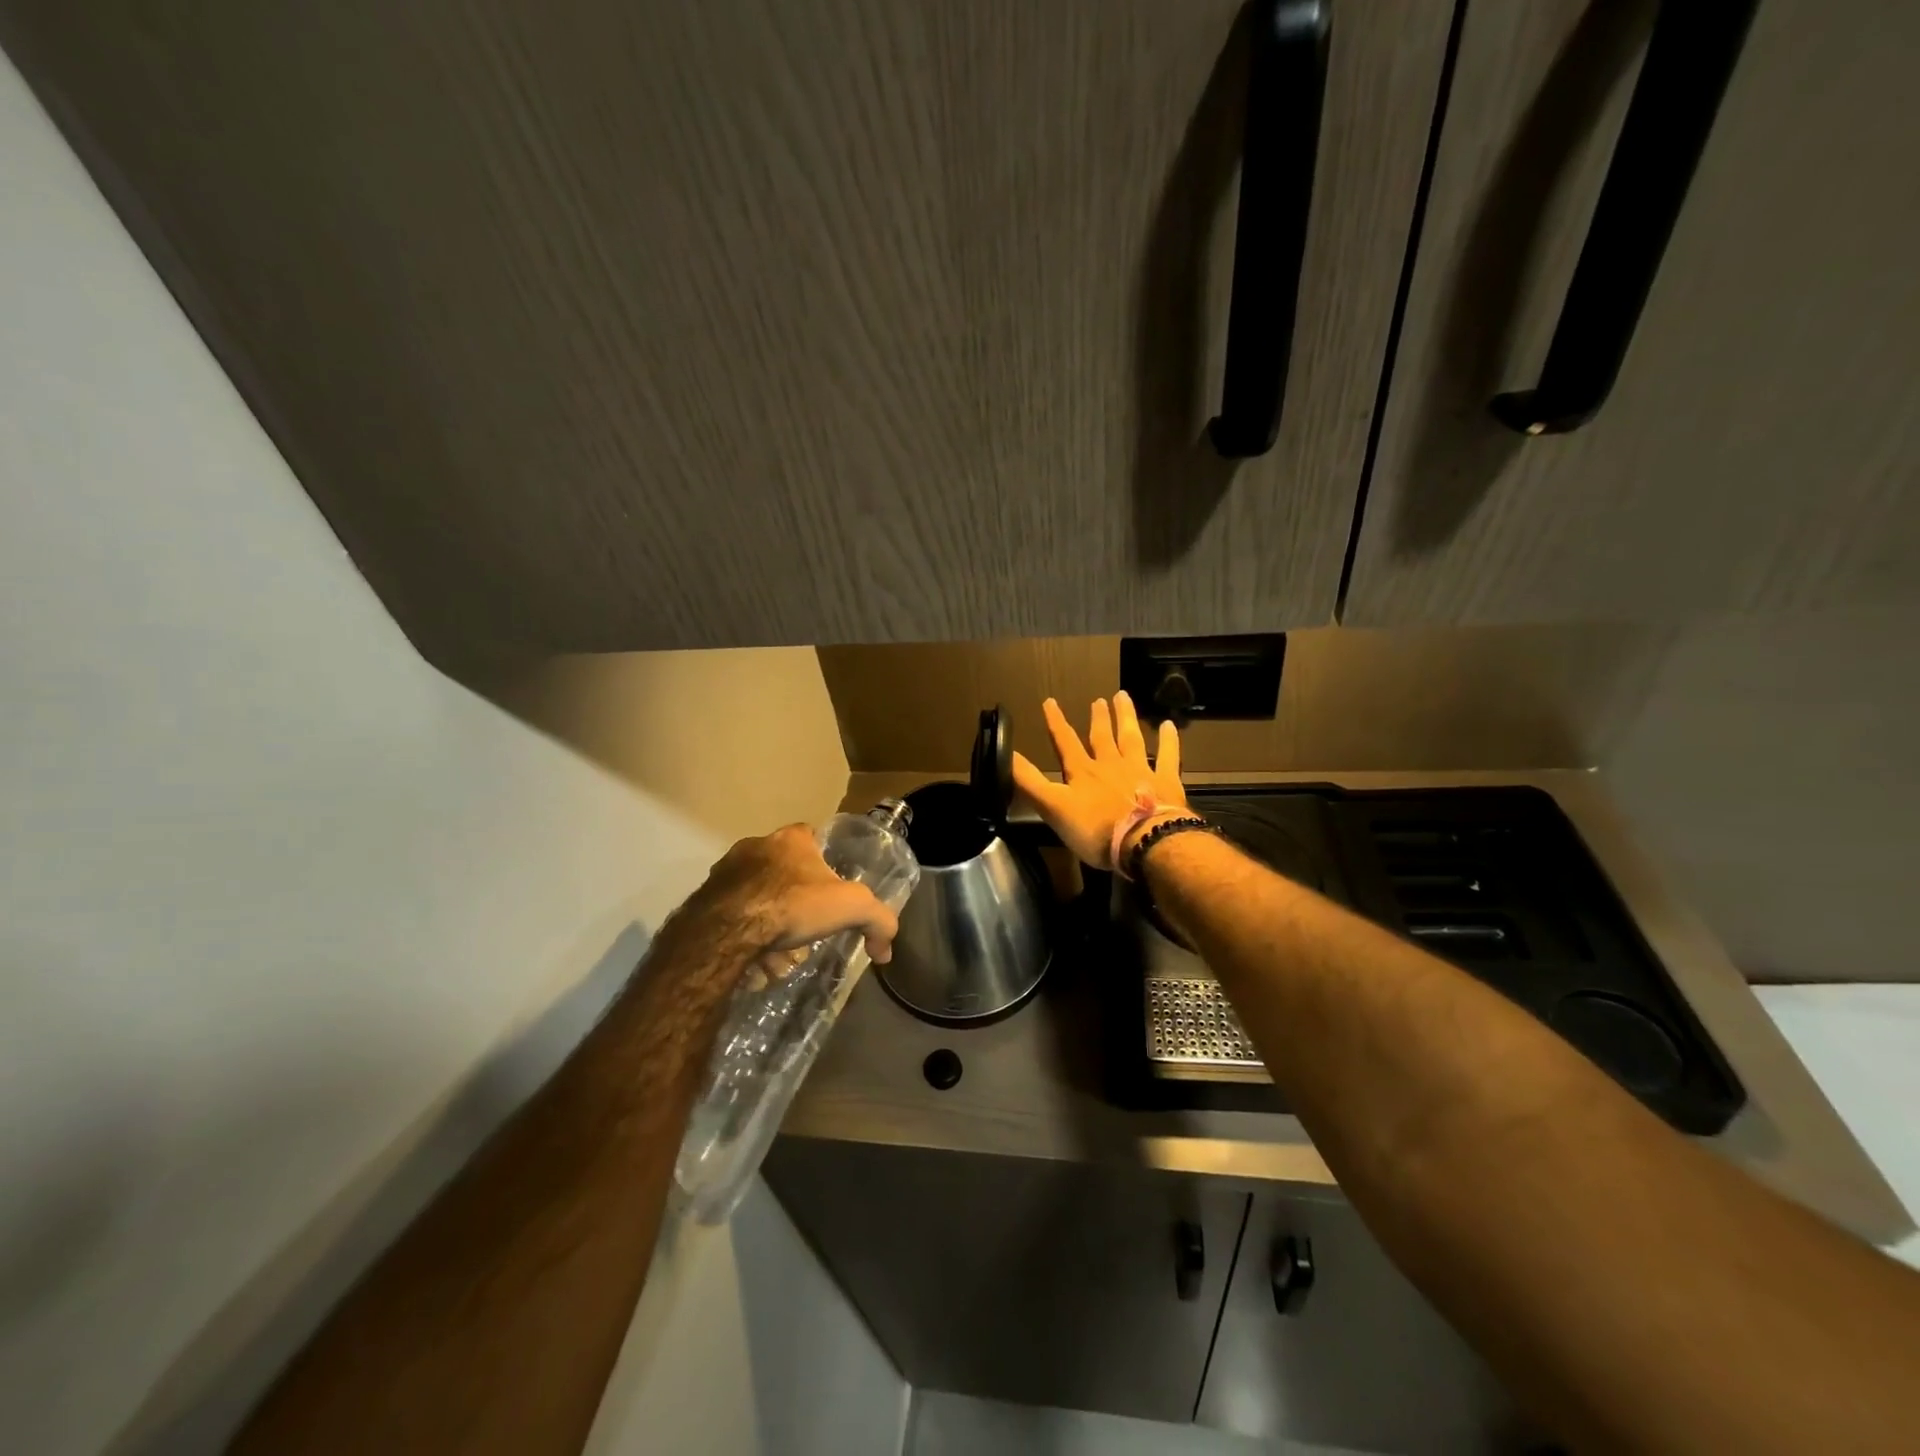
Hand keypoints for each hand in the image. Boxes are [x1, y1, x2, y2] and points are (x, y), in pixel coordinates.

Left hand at [689, 825, 898, 974]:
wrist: (728, 930)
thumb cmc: (793, 905)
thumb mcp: (852, 907)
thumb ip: (878, 922)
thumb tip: (886, 950)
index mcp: (791, 838)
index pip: (810, 835)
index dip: (822, 859)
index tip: (829, 886)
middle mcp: (755, 846)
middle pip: (782, 868)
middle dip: (795, 896)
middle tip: (806, 926)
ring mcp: (725, 871)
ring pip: (756, 893)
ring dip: (768, 917)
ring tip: (779, 952)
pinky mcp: (704, 898)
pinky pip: (732, 913)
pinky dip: (745, 932)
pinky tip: (754, 958)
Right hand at [1012, 693, 1188, 869]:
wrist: (1145, 841)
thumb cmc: (1096, 830)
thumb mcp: (1053, 808)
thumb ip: (1029, 782)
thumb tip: (1005, 754)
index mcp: (1082, 772)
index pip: (1065, 742)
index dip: (1056, 722)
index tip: (1050, 701)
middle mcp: (1110, 764)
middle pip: (1102, 737)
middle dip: (1098, 718)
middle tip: (1099, 699)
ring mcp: (1139, 770)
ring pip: (1131, 738)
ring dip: (1126, 718)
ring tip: (1123, 698)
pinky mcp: (1165, 782)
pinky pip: (1167, 756)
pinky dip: (1169, 741)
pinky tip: (1169, 726)